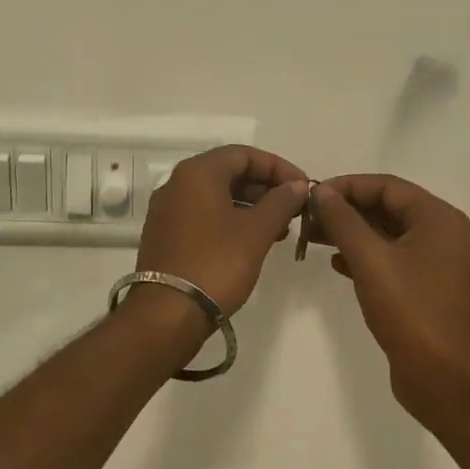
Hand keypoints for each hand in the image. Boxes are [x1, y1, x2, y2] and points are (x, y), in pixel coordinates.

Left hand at [135, 145, 309, 321]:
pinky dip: (231, 221)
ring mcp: (168, 211)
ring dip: (251, 206)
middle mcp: (177, 184)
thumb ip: (280, 202)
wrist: (168, 314)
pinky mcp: (166, 236)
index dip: (278, 167)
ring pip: (217, 196)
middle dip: (265, 188)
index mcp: (197, 173)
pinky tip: (253, 241)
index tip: (303, 186)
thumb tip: (297, 185)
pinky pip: (204, 216)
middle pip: (229, 172)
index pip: (244, 154)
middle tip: (294, 208)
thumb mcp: (256, 231)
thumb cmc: (216, 263)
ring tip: (280, 229)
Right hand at [310, 174, 469, 420]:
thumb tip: (321, 191)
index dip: (346, 186)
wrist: (443, 378)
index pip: (386, 186)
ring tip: (313, 238)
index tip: (311, 195)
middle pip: (386, 207)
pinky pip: (389, 258)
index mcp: (437, 218)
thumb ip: (344, 221)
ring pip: (385, 234)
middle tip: (307, 218)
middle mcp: (440, 233)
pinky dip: (363, 256)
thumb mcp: (370, 260)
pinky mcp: (424, 287)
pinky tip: (336, 264)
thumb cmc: (410, 310)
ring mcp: (434, 262)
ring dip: (350, 233)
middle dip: (345, 210)